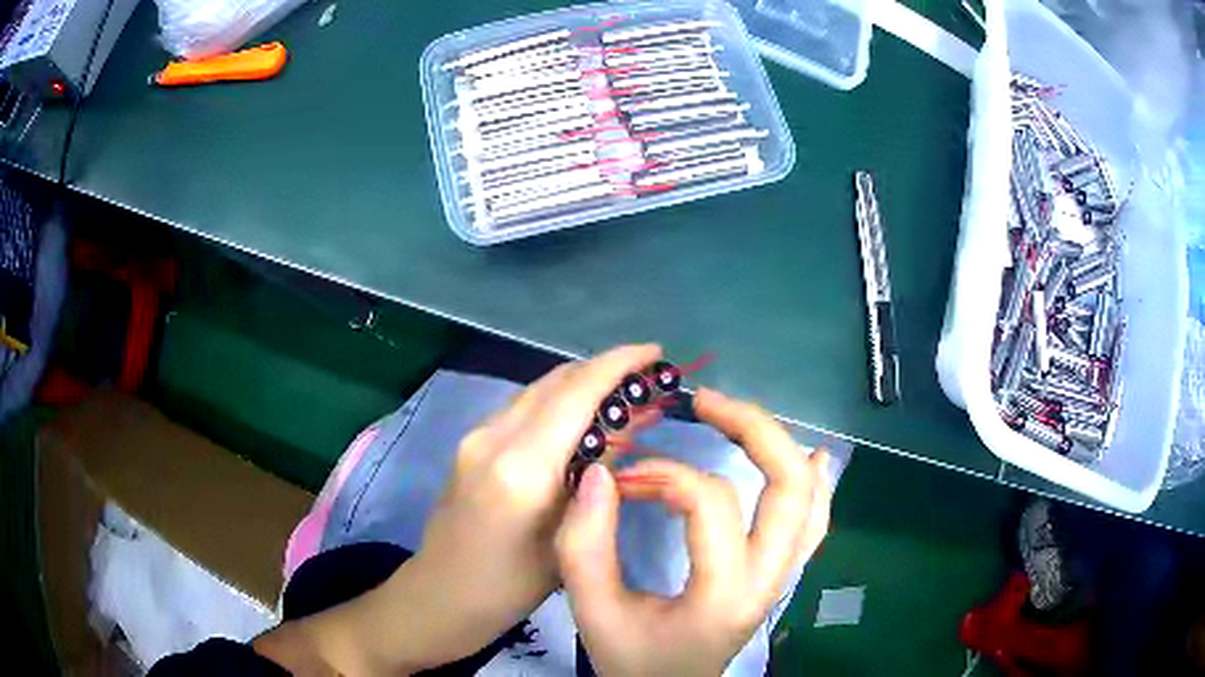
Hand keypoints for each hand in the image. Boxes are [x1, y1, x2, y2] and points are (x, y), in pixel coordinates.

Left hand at [255, 344, 664, 675]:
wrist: (442, 594)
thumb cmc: (511, 586)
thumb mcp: (568, 538)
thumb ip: (595, 478)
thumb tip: (626, 429)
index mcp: (522, 466)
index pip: (576, 393)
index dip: (619, 364)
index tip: (654, 352)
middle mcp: (494, 436)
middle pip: (556, 381)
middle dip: (603, 369)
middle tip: (646, 376)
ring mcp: (476, 437)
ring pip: (538, 391)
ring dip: (580, 385)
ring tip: (622, 396)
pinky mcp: (471, 445)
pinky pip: (523, 409)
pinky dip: (558, 404)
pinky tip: (581, 420)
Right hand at [555, 387, 831, 675]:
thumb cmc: (632, 660)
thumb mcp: (594, 611)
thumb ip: (585, 545)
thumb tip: (600, 473)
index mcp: (723, 593)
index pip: (712, 502)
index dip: (664, 474)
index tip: (622, 477)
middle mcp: (768, 579)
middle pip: (789, 484)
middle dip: (752, 429)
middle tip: (704, 402)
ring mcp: (784, 577)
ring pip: (809, 498)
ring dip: (778, 446)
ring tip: (736, 417)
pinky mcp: (781, 577)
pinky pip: (813, 522)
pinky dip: (812, 483)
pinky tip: (811, 455)